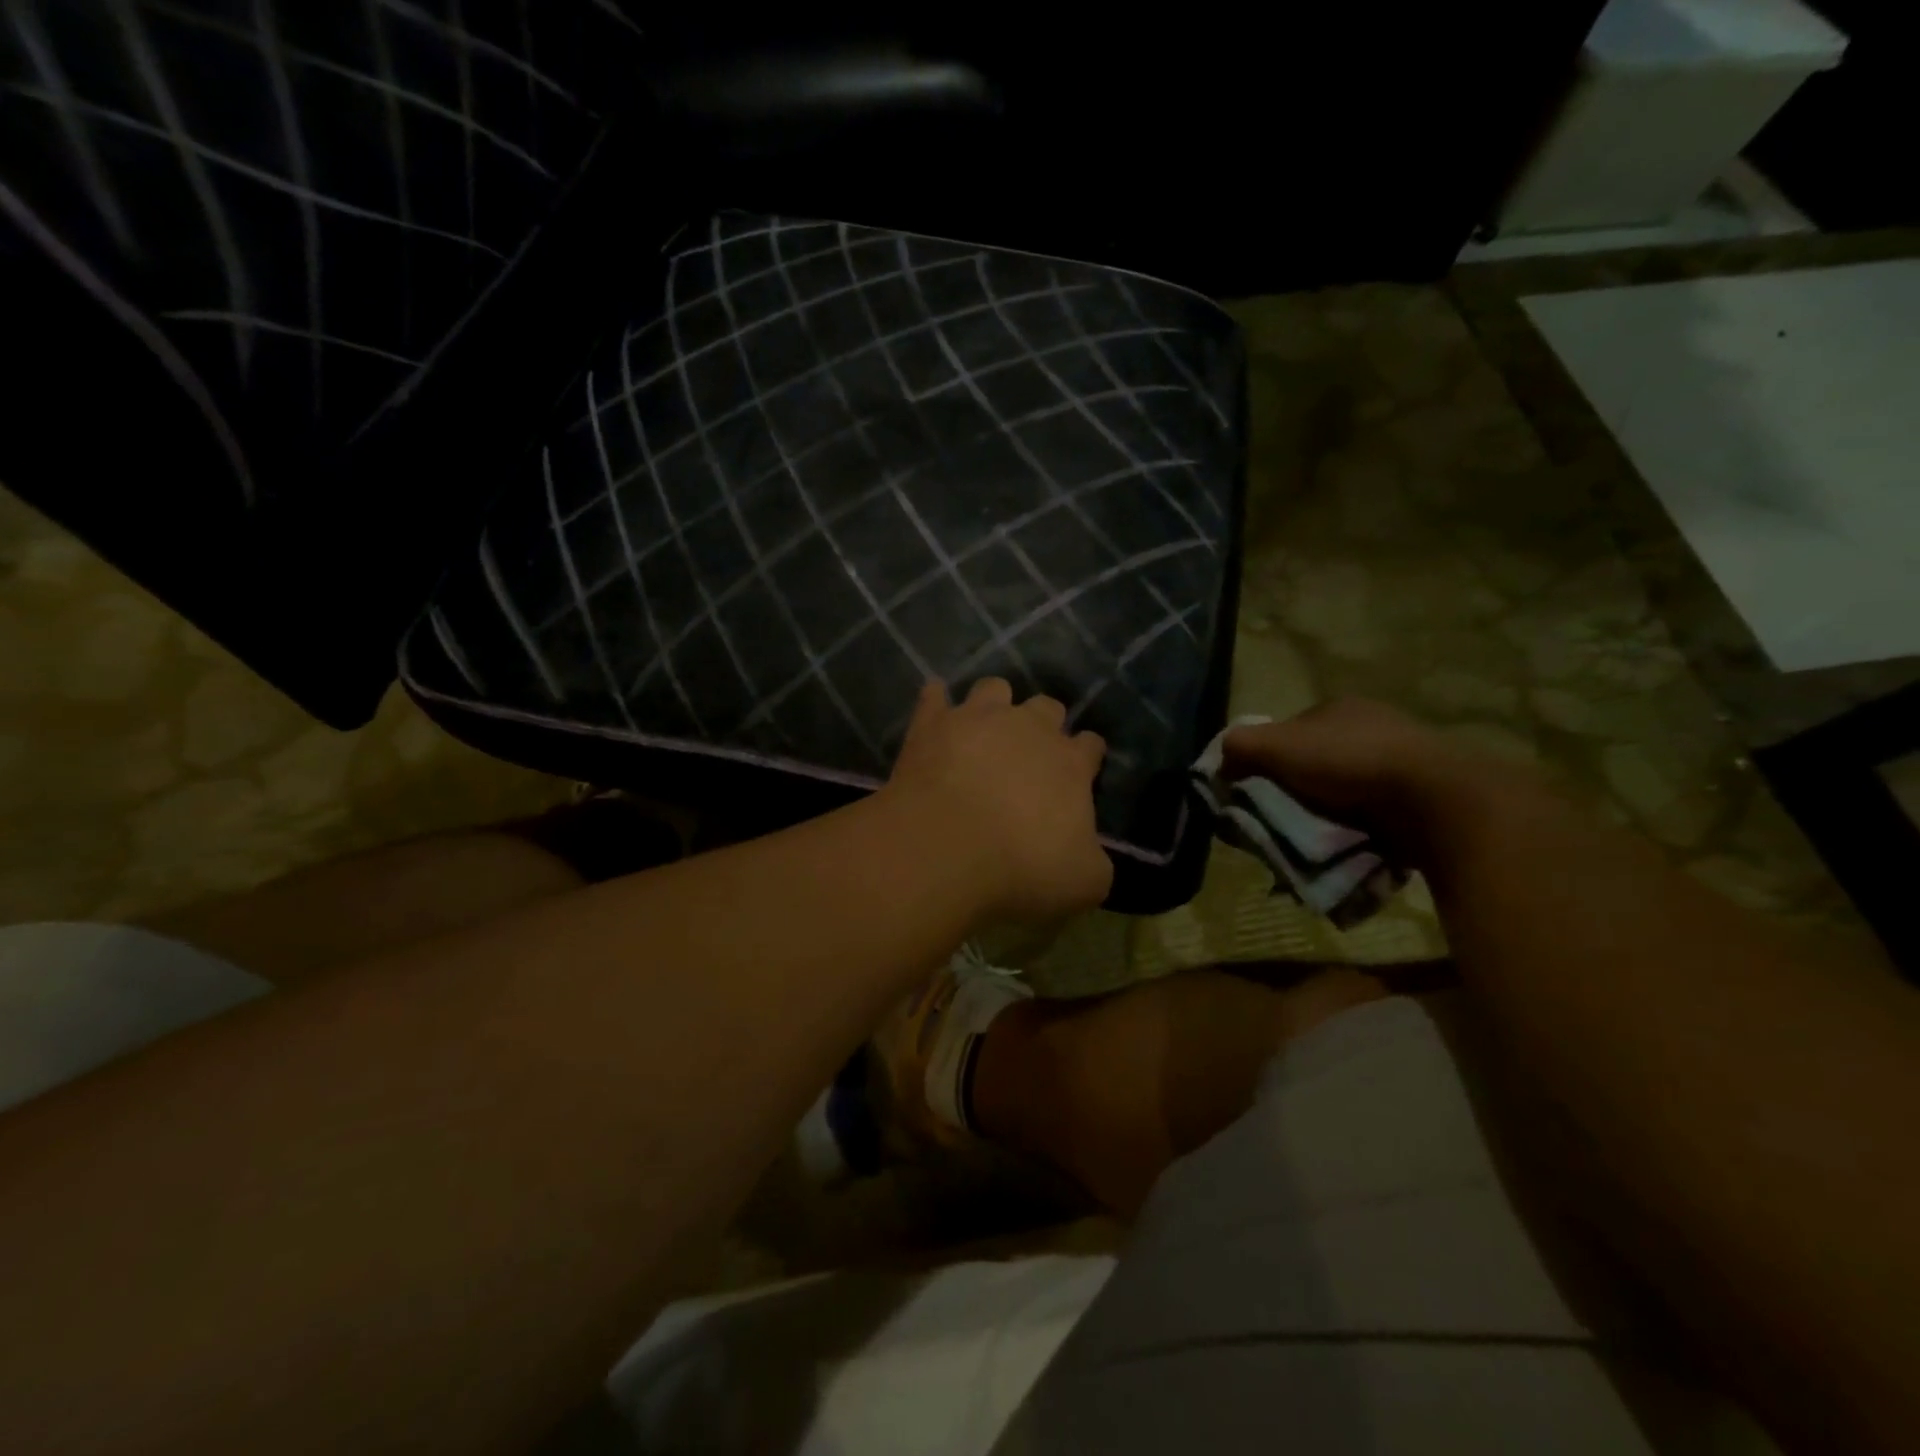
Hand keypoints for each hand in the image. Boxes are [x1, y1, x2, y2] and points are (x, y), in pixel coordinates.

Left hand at [884, 678, 1111, 922]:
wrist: (945, 848)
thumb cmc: (1022, 867)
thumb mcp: (1084, 883)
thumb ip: (1095, 861)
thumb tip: (1089, 854)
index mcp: (1070, 763)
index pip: (1091, 745)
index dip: (1087, 757)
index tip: (1080, 774)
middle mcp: (1029, 728)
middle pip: (1047, 707)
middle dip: (1044, 724)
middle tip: (1030, 754)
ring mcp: (977, 718)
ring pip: (995, 688)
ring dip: (994, 704)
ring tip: (985, 727)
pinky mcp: (931, 723)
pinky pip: (934, 694)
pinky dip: (936, 700)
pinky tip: (935, 710)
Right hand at [1221, 699, 1530, 862]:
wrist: (1435, 802)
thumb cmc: (1350, 763)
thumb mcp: (1277, 747)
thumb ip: (1240, 747)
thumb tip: (1218, 761)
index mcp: (1339, 709)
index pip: (1289, 734)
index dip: (1267, 762)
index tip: (1255, 793)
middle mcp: (1372, 728)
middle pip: (1316, 765)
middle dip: (1296, 794)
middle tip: (1281, 824)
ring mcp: (1403, 764)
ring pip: (1345, 794)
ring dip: (1327, 819)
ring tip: (1313, 846)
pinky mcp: (1424, 799)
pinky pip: (1376, 818)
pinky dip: (1359, 834)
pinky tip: (1350, 850)